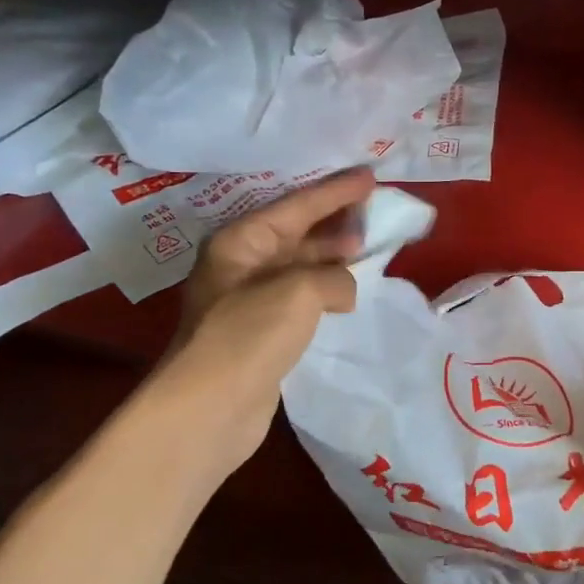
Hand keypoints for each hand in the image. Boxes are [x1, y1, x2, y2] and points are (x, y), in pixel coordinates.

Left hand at [118, 168, 375, 489]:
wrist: (209, 408)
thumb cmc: (248, 335)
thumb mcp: (299, 290)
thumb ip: (333, 276)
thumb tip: (343, 290)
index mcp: (240, 241)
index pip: (297, 205)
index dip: (336, 190)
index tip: (370, 175)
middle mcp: (242, 263)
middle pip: (297, 230)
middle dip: (335, 220)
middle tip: (374, 209)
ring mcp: (251, 298)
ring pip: (301, 264)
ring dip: (333, 255)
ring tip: (369, 247)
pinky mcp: (262, 330)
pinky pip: (302, 295)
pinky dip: (327, 288)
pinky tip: (350, 291)